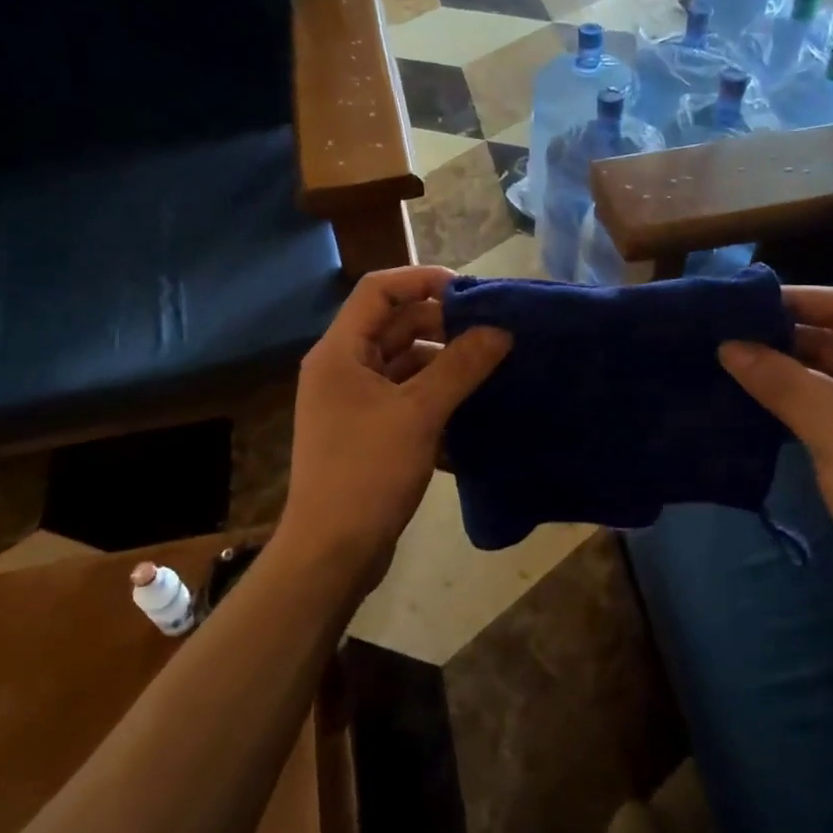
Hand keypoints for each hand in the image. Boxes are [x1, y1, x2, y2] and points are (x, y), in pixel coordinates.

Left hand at [279, 266, 510, 588]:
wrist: (332, 552)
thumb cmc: (367, 472)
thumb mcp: (419, 413)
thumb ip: (461, 366)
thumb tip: (500, 330)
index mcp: (340, 352)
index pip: (379, 290)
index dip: (423, 280)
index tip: (471, 293)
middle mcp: (342, 369)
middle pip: (395, 327)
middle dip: (443, 326)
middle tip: (492, 335)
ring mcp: (354, 403)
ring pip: (404, 365)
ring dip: (444, 365)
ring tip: (491, 371)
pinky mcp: (368, 434)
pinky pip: (405, 399)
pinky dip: (435, 399)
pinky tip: (472, 411)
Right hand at [719, 286, 832, 628]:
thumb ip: (781, 383)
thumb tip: (729, 346)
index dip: (799, 299)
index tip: (745, 303)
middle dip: (786, 335)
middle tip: (729, 334)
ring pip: (832, 374)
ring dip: (788, 369)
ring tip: (734, 363)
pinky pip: (830, 406)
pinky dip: (797, 400)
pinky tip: (757, 402)